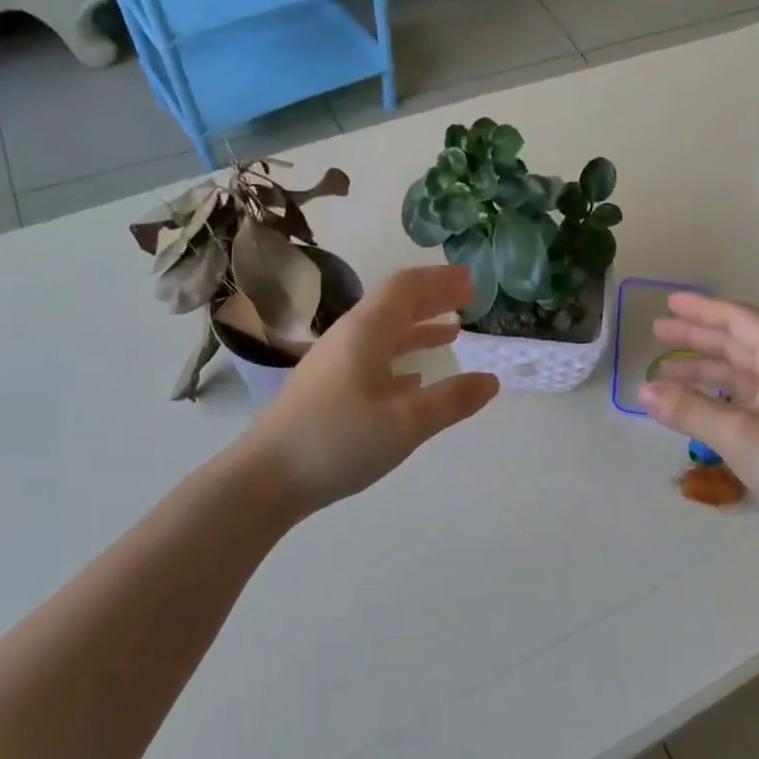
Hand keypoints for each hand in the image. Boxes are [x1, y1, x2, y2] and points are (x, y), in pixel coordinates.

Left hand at [240, 266, 498, 516]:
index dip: (441, 280)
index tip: (472, 281)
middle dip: (434, 299)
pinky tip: (416, 378)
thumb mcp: (406, 422)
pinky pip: (374, 360)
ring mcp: (336, 364)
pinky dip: (402, 358)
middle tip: (469, 299)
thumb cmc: (339, 440)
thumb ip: (453, 400)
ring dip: (420, 329)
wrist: (267, 478)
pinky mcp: (329, 389)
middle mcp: (349, 338)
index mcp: (367, 331)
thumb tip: (492, 380)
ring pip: (385, 334)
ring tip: (452, 334)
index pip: (406, 287)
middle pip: (396, 305)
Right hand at [640, 293, 758, 561]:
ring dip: (703, 372)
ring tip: (664, 372)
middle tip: (658, 332)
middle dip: (698, 337)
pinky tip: (693, 408)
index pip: (739, 321)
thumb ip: (690, 409)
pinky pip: (743, 403)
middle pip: (737, 345)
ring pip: (739, 376)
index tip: (669, 302)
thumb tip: (643, 390)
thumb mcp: (739, 433)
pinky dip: (715, 401)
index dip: (703, 309)